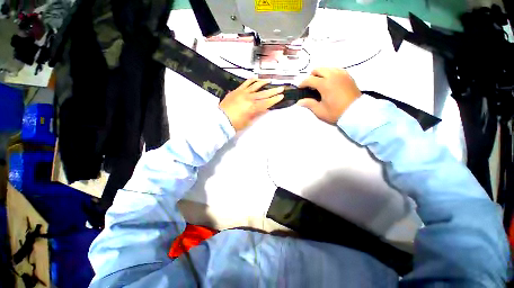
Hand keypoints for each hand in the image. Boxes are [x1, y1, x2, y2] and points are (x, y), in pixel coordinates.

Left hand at [219, 79, 283, 130]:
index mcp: (253, 108)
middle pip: (264, 94)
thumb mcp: (249, 121)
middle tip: (281, 88)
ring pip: (256, 86)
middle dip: (273, 91)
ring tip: (269, 81)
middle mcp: (249, 98)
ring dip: (264, 83)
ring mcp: (243, 93)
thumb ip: (257, 114)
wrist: (221, 119)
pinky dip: (252, 80)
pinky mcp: (237, 90)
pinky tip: (256, 79)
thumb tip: (264, 109)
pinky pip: (246, 83)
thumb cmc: (235, 123)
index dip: (275, 99)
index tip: (281, 96)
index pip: (267, 102)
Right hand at [297, 68, 360, 123]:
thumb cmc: (336, 112)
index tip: (300, 88)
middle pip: (318, 69)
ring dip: (321, 74)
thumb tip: (299, 102)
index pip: (309, 79)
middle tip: (310, 86)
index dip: (302, 83)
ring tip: (320, 84)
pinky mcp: (348, 76)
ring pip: (327, 68)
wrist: (356, 113)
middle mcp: (333, 75)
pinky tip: (330, 82)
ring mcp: (342, 74)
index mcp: (325, 84)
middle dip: (311, 76)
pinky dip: (330, 73)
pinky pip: (336, 70)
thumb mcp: (320, 111)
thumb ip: (309, 104)